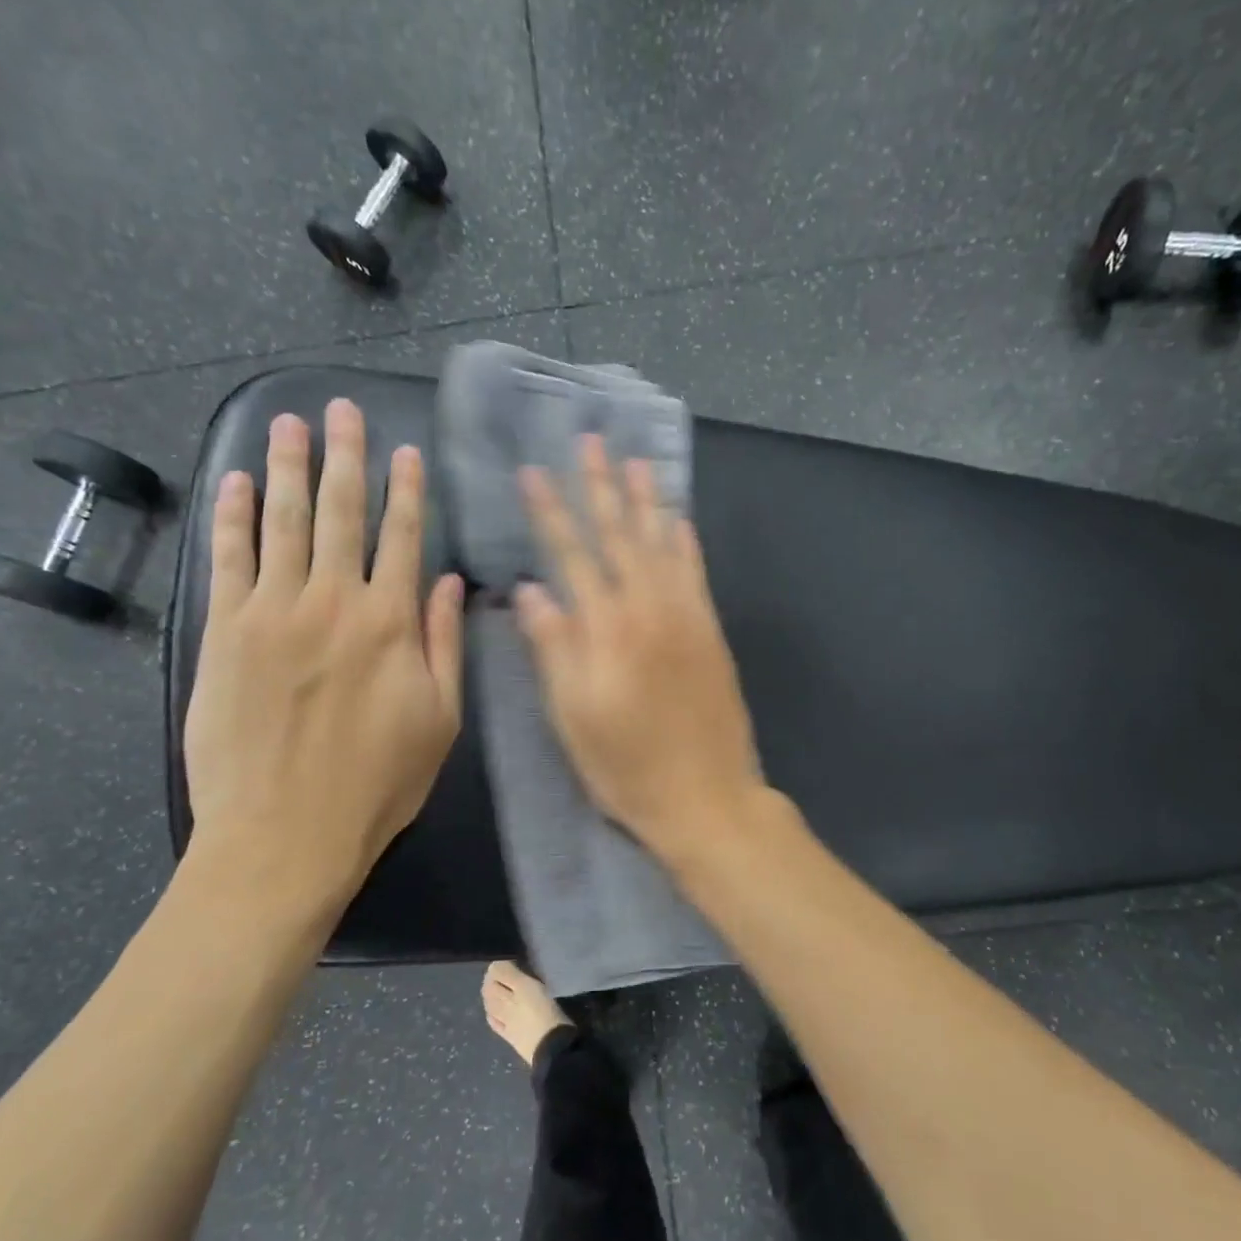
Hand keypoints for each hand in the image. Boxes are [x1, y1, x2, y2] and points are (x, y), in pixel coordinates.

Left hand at [183, 401, 463, 925]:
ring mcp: (272, 612)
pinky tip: (236, 482)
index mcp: (391, 624)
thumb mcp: (440, 721)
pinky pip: (229, 559)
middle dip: (344, 458)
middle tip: (340, 409)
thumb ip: (445, 645)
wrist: (284, 834)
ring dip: (287, 468)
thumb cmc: (377, 785)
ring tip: (290, 423)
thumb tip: (452, 583)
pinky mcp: (224, 631)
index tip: (404, 451)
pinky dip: (232, 516)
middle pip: (340, 514)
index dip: (406, 491)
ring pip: (282, 522)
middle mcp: (333, 602)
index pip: (403, 538)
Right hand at [516, 435, 763, 856]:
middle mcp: (648, 610)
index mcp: (607, 630)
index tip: (533, 472)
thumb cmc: (627, 767)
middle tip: (589, 442)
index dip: (551, 512)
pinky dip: (686, 543)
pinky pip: (697, 574)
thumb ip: (553, 649)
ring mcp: (687, 618)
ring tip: (634, 461)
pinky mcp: (711, 633)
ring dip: (646, 500)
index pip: (572, 556)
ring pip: (662, 544)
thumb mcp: (573, 718)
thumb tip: (529, 591)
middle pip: (620, 537)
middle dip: (600, 487)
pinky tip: (679, 519)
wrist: (707, 798)